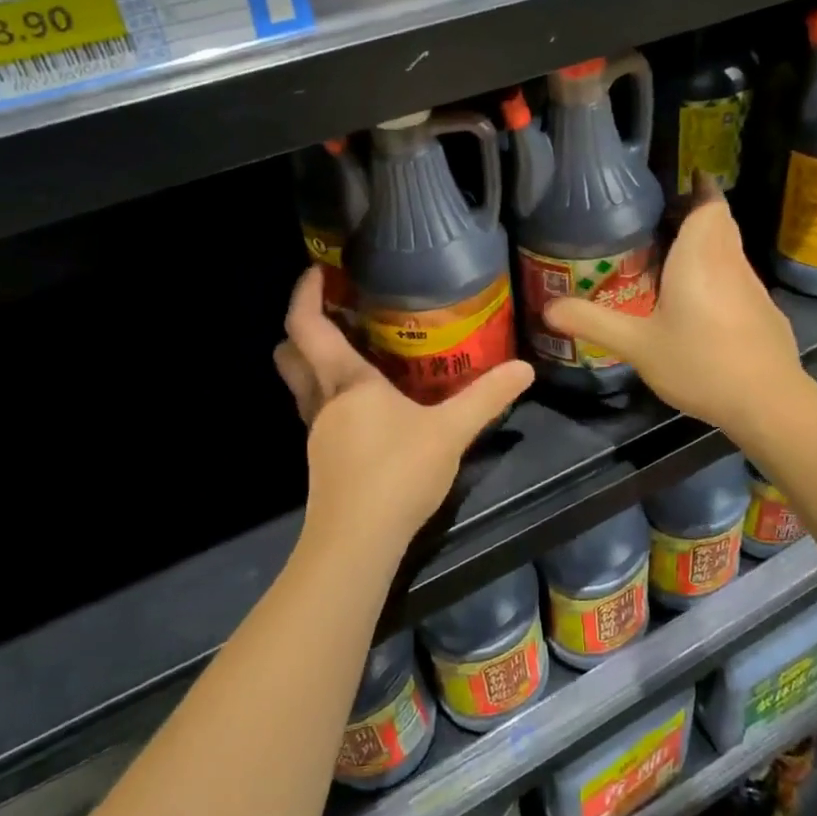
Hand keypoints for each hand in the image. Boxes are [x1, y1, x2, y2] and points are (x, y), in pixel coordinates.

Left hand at [275, 269, 533, 559]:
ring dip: (315, 361)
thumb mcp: (451, 432)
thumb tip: (525, 368)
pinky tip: (365, 403)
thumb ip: (487, 398)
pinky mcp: (324, 458)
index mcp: (347, 382)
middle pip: (291, 354)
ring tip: (353, 349)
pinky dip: (330, 392)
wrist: (356, 544)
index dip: (305, 295)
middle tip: (334, 311)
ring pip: (302, 385)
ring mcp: (318, 433)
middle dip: (302, 328)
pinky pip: (317, 409)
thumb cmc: (397, 474)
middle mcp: (323, 402)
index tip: (316, 272)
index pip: (307, 327)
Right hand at [544, 181, 807, 435]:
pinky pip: (737, 278)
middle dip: (696, 213)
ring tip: (671, 260)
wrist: (768, 401)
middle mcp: (729, 261)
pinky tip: (699, 304)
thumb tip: (548, 307)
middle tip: (660, 221)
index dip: (699, 186)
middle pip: (719, 222)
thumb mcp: (637, 345)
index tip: (682, 179)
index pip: (708, 203)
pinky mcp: (764, 311)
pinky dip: (718, 275)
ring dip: (706, 245)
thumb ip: (593, 322)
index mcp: (700, 255)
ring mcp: (752, 287)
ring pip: (729, 250)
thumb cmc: (699, 362)